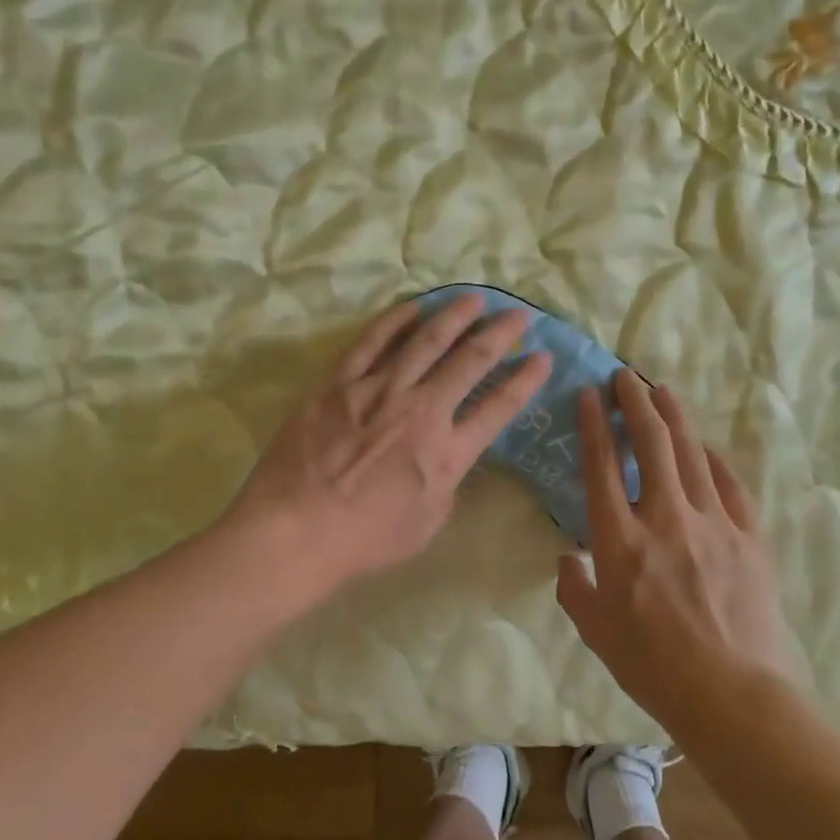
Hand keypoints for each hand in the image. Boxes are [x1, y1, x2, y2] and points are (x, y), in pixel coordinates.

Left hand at [224, 293, 550, 598]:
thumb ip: (446, 484)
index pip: (499, 407)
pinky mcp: (340, 383)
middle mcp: (422, 410)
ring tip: (475, 299)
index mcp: (447, 451)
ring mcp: (379, 391)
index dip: (526, 380)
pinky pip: (372, 342)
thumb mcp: (428, 523)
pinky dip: (397, 321)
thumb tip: (449, 458)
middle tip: (518, 314)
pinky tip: (416, 306)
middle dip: (500, 334)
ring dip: (455, 316)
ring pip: (426, 341)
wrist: (296, 531)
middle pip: (470, 361)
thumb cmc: (365, 540)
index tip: (543, 356)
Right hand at [556, 369, 789, 730]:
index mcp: (620, 540)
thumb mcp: (595, 631)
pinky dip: (715, 459)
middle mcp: (665, 518)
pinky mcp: (748, 536)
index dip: (593, 424)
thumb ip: (573, 588)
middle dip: (634, 402)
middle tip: (625, 376)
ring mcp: (712, 523)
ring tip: (662, 390)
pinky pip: (730, 484)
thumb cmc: (653, 667)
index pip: (603, 466)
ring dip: (674, 416)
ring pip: (691, 453)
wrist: (733, 695)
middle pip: (651, 443)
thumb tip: (567, 559)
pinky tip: (706, 446)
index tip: (588, 394)